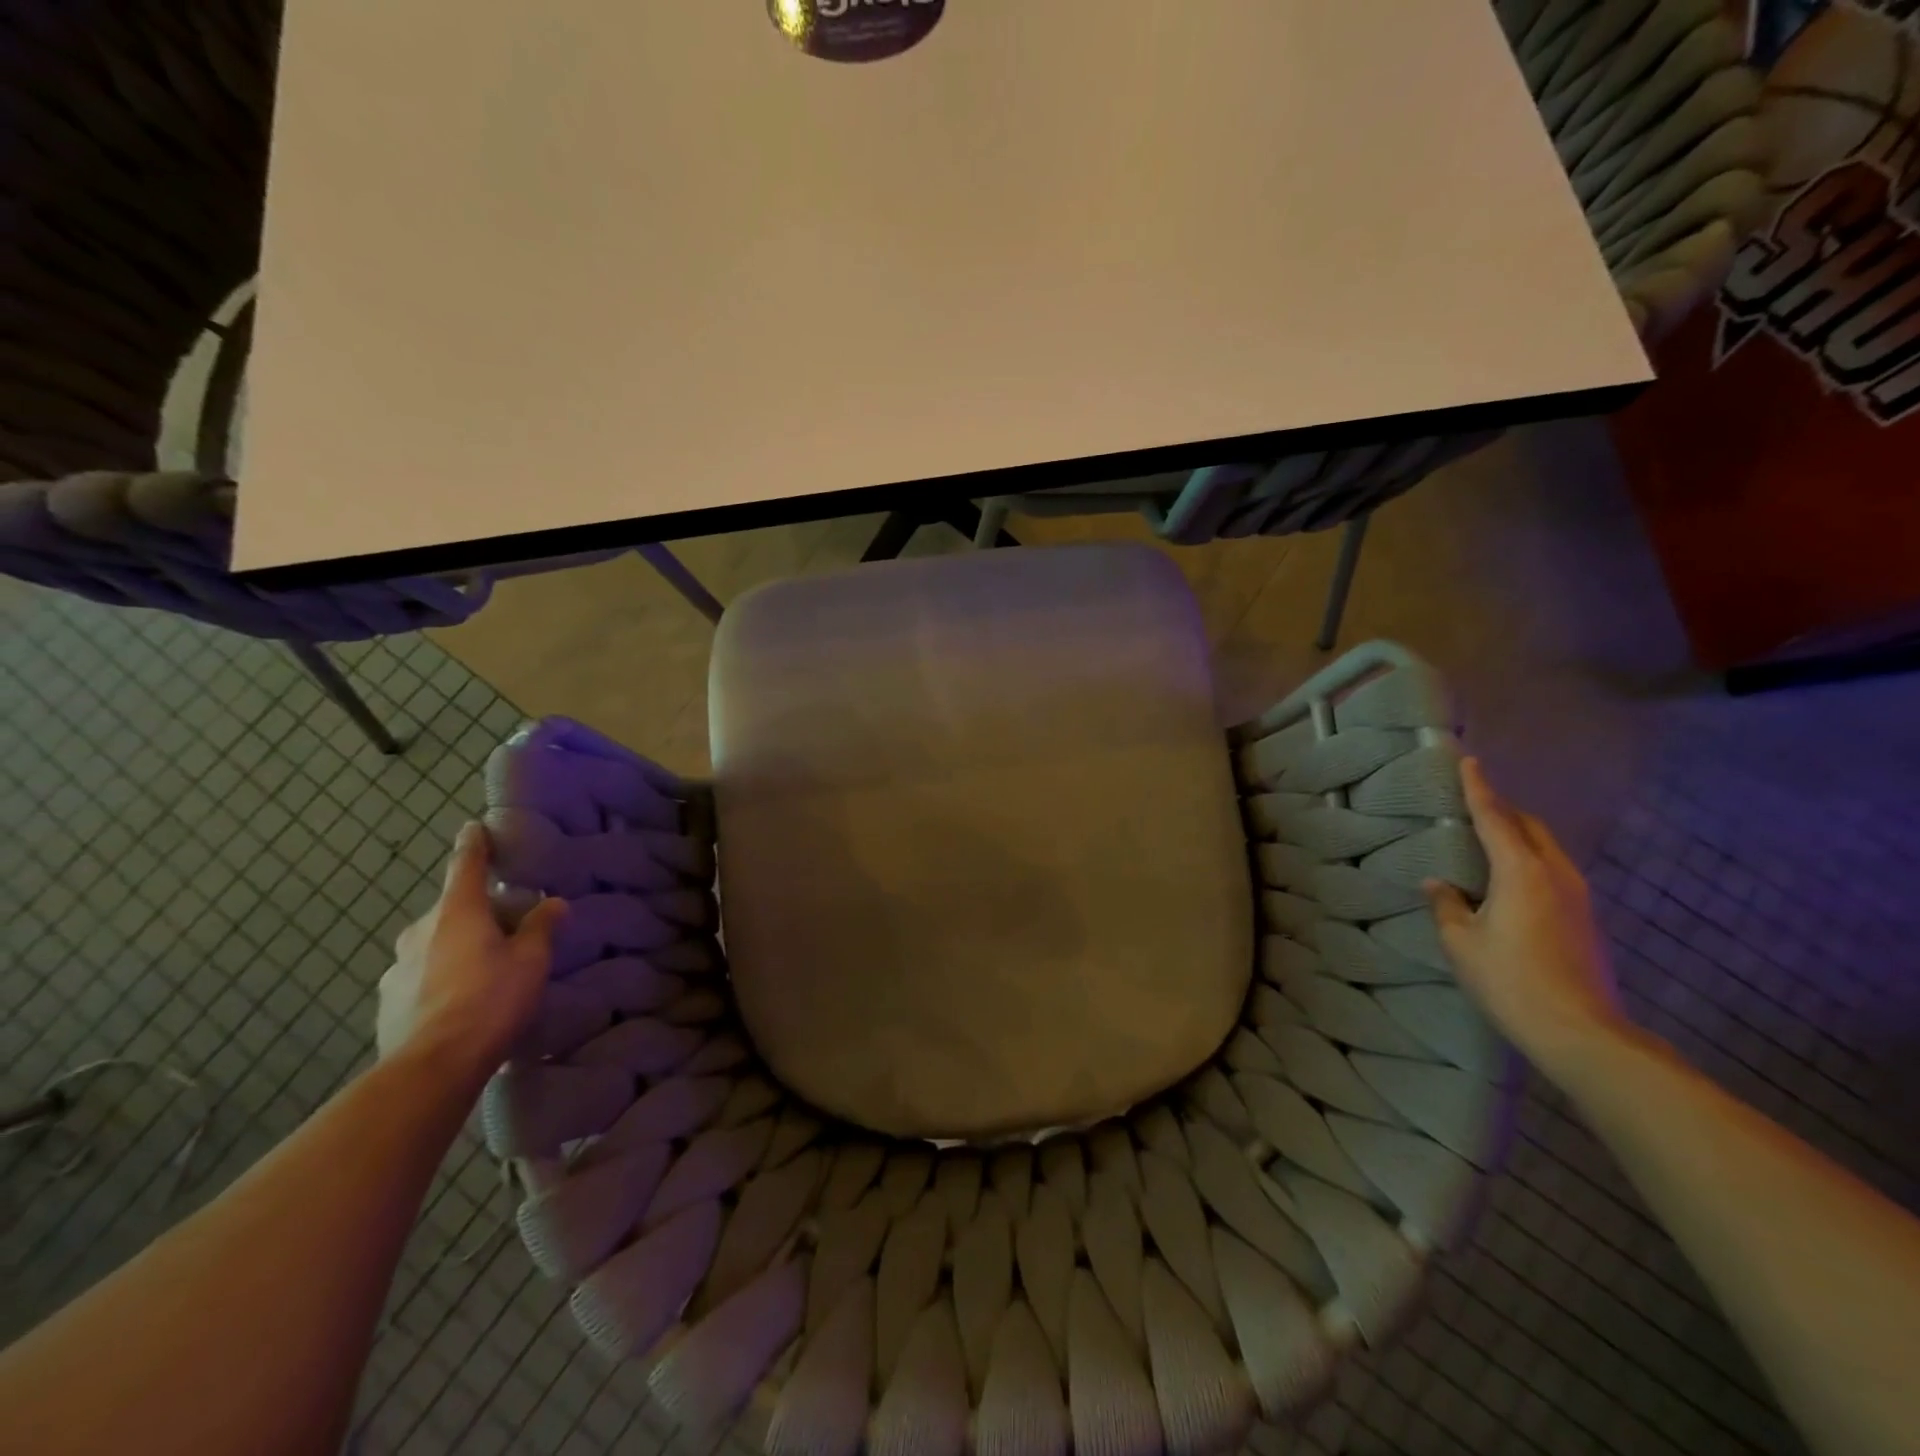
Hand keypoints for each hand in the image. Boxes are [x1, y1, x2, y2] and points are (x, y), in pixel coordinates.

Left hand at [377, 823, 565, 1083]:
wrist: (431, 1067)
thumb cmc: (489, 1001)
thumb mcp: (531, 961)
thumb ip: (542, 927)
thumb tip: (554, 903)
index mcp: (457, 911)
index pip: (466, 864)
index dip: (474, 844)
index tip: (474, 827)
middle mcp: (421, 930)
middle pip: (453, 909)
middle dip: (477, 912)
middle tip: (507, 928)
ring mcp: (397, 966)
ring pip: (435, 944)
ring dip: (457, 948)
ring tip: (484, 972)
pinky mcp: (387, 1000)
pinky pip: (421, 976)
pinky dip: (441, 979)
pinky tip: (460, 1003)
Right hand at [1424, 758, 1628, 1074]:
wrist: (1582, 1033)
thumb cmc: (1511, 980)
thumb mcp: (1461, 942)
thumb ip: (1446, 905)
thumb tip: (1437, 883)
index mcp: (1521, 871)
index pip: (1495, 817)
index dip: (1479, 789)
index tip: (1469, 762)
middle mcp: (1556, 874)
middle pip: (1529, 827)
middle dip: (1503, 809)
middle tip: (1473, 803)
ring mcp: (1578, 897)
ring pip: (1546, 848)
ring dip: (1518, 835)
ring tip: (1489, 838)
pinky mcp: (1586, 918)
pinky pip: (1553, 870)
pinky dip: (1529, 859)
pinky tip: (1510, 879)